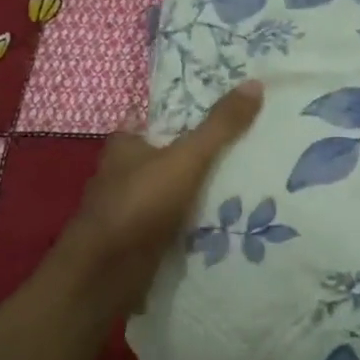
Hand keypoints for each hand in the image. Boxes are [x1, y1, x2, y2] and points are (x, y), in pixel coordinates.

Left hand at [57, 80, 264, 312]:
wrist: (104, 276)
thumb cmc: (139, 205)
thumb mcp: (186, 158)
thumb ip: (220, 126)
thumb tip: (255, 83)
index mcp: (125, 146)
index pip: (158, 121)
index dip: (187, 117)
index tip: (225, 116)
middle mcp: (122, 174)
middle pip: (167, 158)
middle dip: (198, 158)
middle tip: (246, 152)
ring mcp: (128, 211)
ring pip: (170, 193)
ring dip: (197, 194)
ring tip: (245, 189)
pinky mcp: (136, 242)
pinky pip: (171, 225)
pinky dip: (192, 224)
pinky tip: (224, 225)